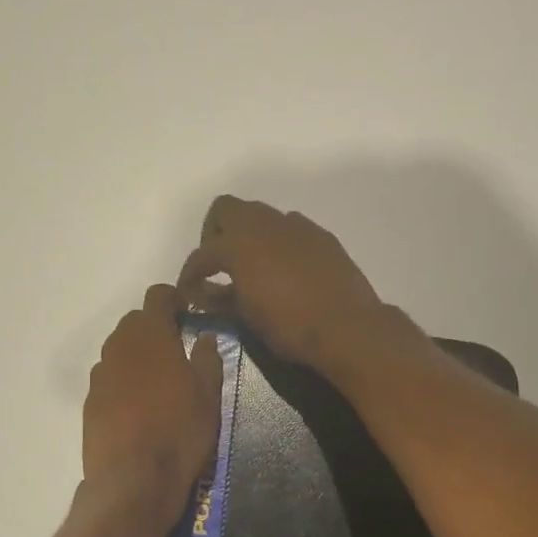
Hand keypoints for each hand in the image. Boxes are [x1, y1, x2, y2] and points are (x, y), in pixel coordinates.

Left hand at [83, 284, 223, 515]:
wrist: (133, 480)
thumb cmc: (180, 431)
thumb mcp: (209, 395)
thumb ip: (207, 358)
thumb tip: (204, 337)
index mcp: (152, 335)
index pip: (158, 296)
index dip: (174, 299)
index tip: (188, 314)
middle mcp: (120, 346)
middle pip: (135, 321)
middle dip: (155, 328)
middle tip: (177, 351)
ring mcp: (100, 374)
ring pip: (119, 350)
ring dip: (138, 355)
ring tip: (158, 382)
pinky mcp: (89, 401)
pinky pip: (109, 378)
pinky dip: (123, 381)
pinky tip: (138, 408)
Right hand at [176, 196, 395, 375]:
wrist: (347, 326)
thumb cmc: (290, 326)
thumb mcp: (247, 317)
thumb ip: (221, 298)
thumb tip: (205, 293)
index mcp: (238, 244)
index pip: (202, 254)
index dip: (190, 274)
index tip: (189, 293)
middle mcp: (264, 224)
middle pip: (226, 209)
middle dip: (215, 233)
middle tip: (218, 265)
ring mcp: (295, 226)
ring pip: (260, 215)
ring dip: (248, 235)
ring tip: (251, 266)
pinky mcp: (320, 235)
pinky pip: (289, 228)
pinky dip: (277, 242)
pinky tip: (283, 269)